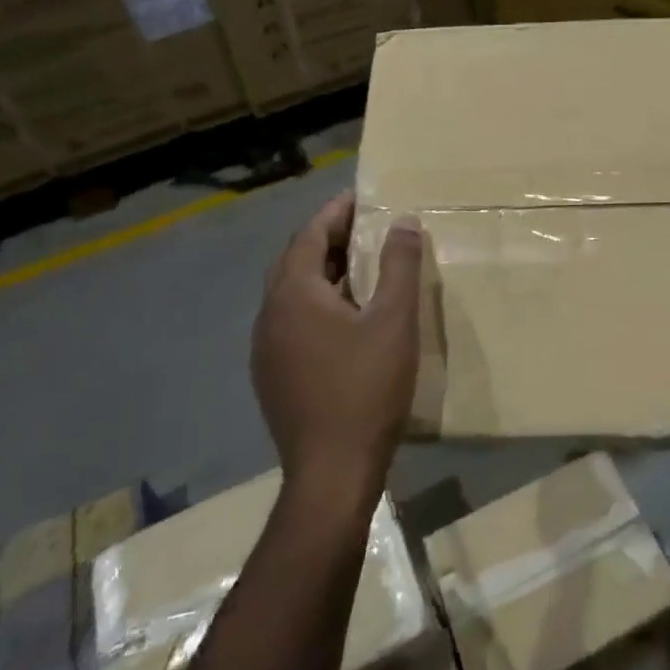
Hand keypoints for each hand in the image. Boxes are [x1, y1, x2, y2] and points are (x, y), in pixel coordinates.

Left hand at [253, 190, 422, 504]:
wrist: (331, 473)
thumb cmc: (366, 388)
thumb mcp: (394, 320)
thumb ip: (399, 265)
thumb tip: (403, 222)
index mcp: (293, 294)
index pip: (309, 235)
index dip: (335, 212)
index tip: (362, 197)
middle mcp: (270, 315)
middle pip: (296, 260)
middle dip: (328, 238)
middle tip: (364, 227)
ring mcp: (266, 349)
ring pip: (291, 292)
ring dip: (322, 271)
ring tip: (360, 265)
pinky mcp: (272, 375)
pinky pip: (292, 320)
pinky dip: (316, 302)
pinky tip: (346, 317)